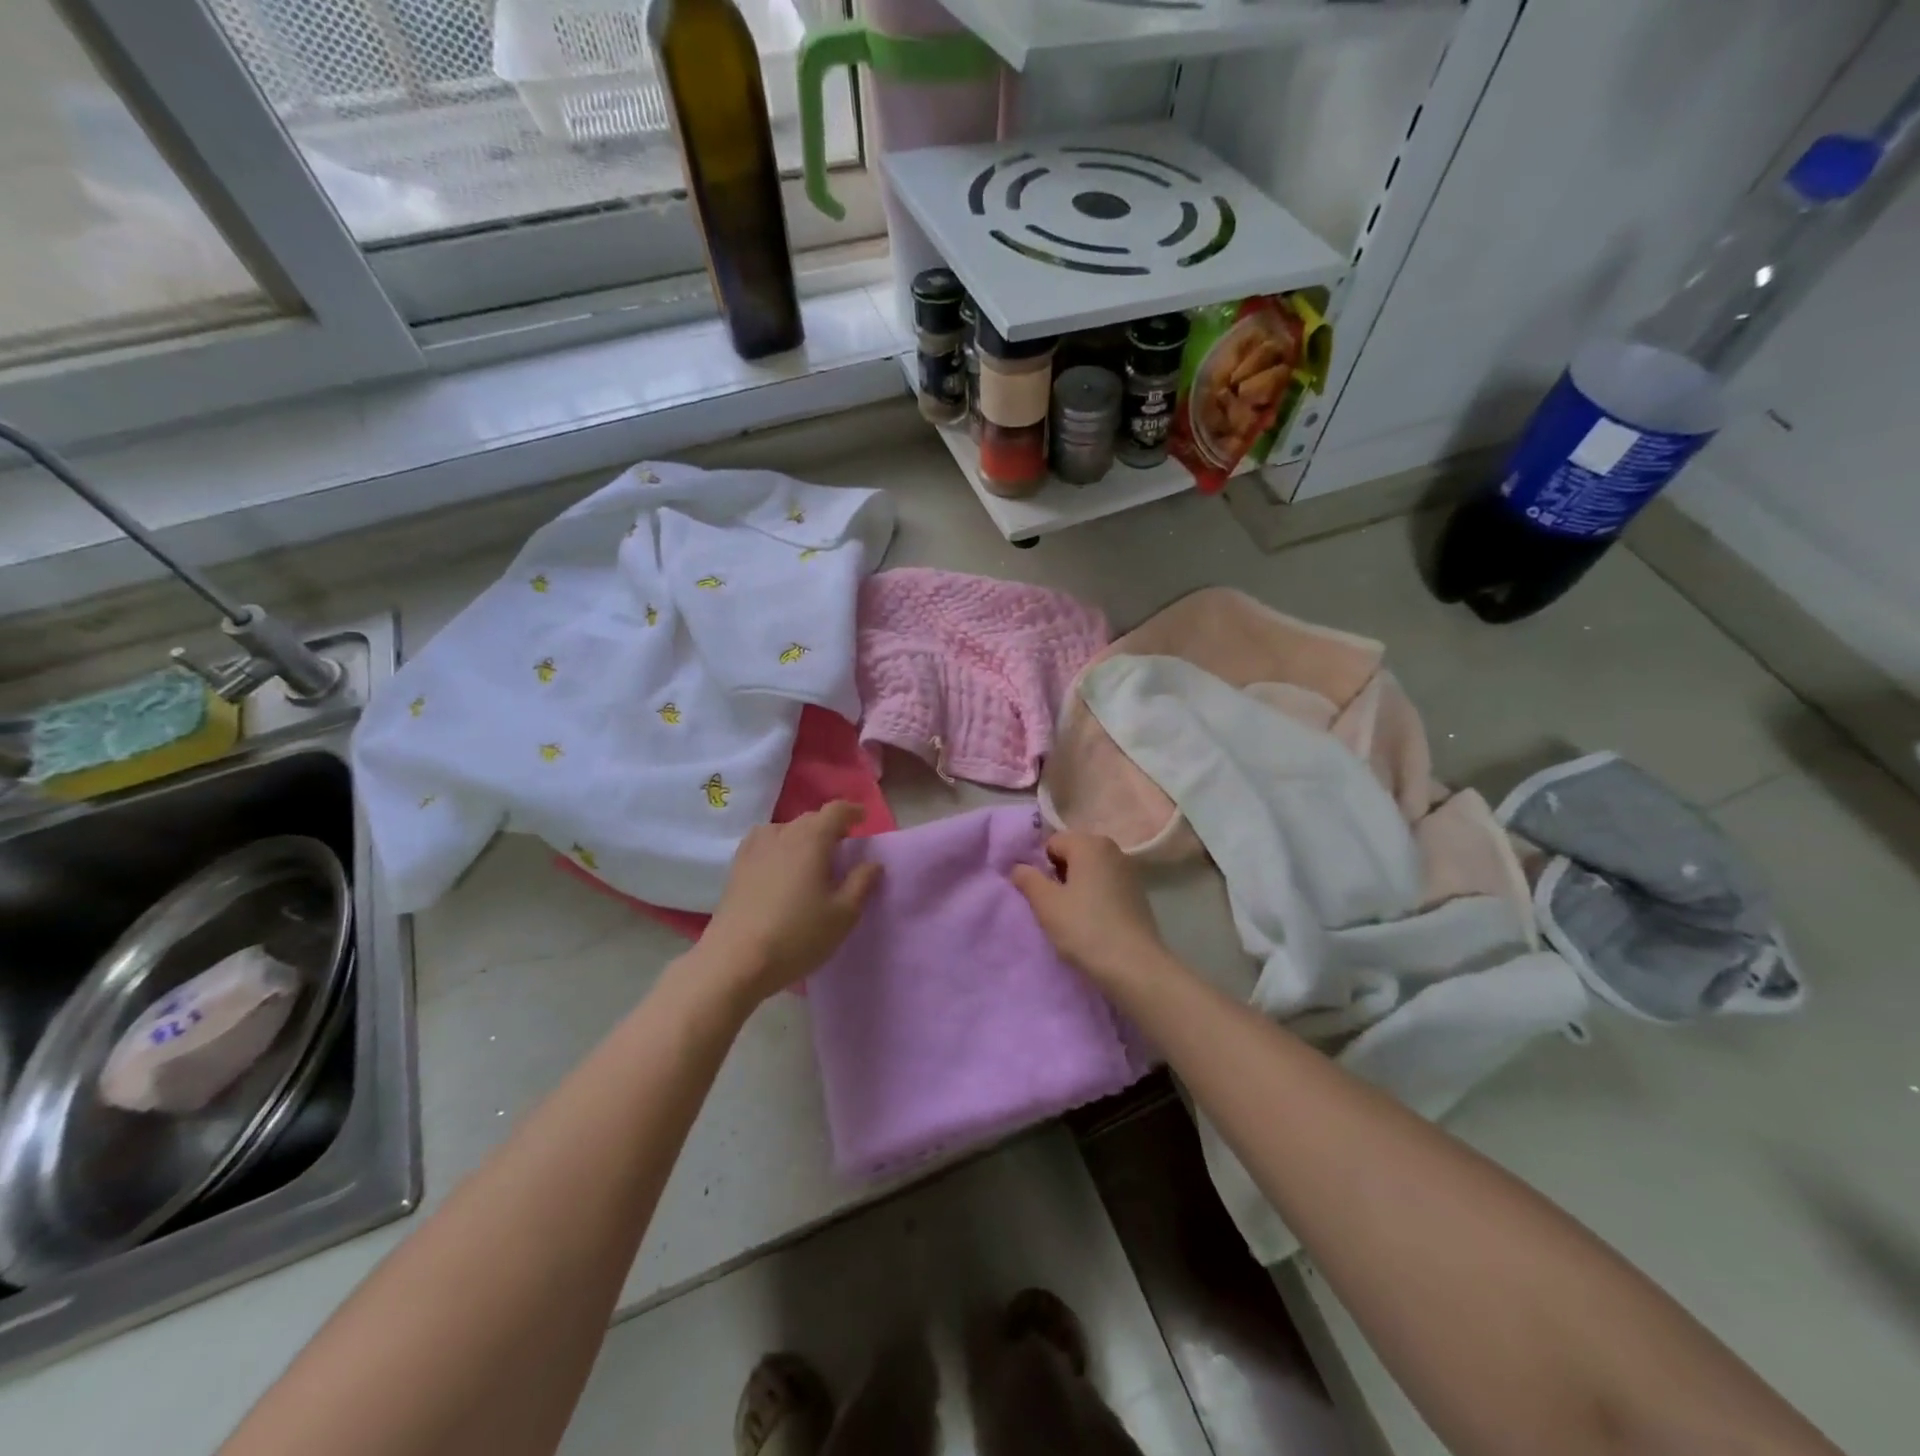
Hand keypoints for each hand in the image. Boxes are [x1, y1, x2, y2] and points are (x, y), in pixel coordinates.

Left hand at [696, 801, 881, 1005]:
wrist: (735, 961)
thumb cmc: (797, 936)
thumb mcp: (843, 914)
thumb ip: (861, 883)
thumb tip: (872, 863)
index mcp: (812, 839)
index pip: (835, 810)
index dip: (852, 811)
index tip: (862, 819)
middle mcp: (782, 833)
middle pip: (810, 819)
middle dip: (829, 827)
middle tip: (842, 846)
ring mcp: (754, 848)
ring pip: (786, 830)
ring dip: (803, 836)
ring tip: (811, 858)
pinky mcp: (736, 866)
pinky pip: (764, 843)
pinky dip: (780, 846)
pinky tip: (780, 867)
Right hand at [1011, 832, 1172, 992]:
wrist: (1134, 965)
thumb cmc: (1084, 928)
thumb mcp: (1046, 904)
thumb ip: (1027, 879)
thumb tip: (1018, 867)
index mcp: (1089, 843)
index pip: (1052, 843)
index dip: (1040, 866)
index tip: (1038, 893)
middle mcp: (1112, 849)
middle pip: (1073, 854)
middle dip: (1058, 875)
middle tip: (1052, 906)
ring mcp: (1129, 870)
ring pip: (1090, 871)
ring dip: (1076, 887)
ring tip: (1071, 916)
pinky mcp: (1138, 893)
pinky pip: (1106, 885)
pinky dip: (1095, 897)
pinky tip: (1092, 922)